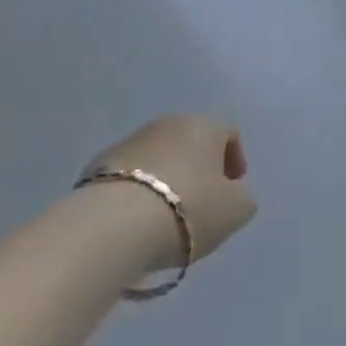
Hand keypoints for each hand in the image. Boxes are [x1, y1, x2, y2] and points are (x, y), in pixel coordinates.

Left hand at [82, 115, 256, 271]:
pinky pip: (132, 172)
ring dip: (169, 177)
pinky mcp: (102, 161)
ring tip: (168, 215)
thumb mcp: (235, 211)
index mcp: (205, 126)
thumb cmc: (188, 210)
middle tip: (202, 203)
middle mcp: (170, 122)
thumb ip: (243, 197)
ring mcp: (133, 139)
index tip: (233, 189)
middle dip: (200, 167)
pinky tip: (139, 218)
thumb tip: (234, 192)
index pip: (228, 132)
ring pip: (161, 154)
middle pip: (192, 141)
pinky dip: (140, 189)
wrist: (116, 222)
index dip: (235, 159)